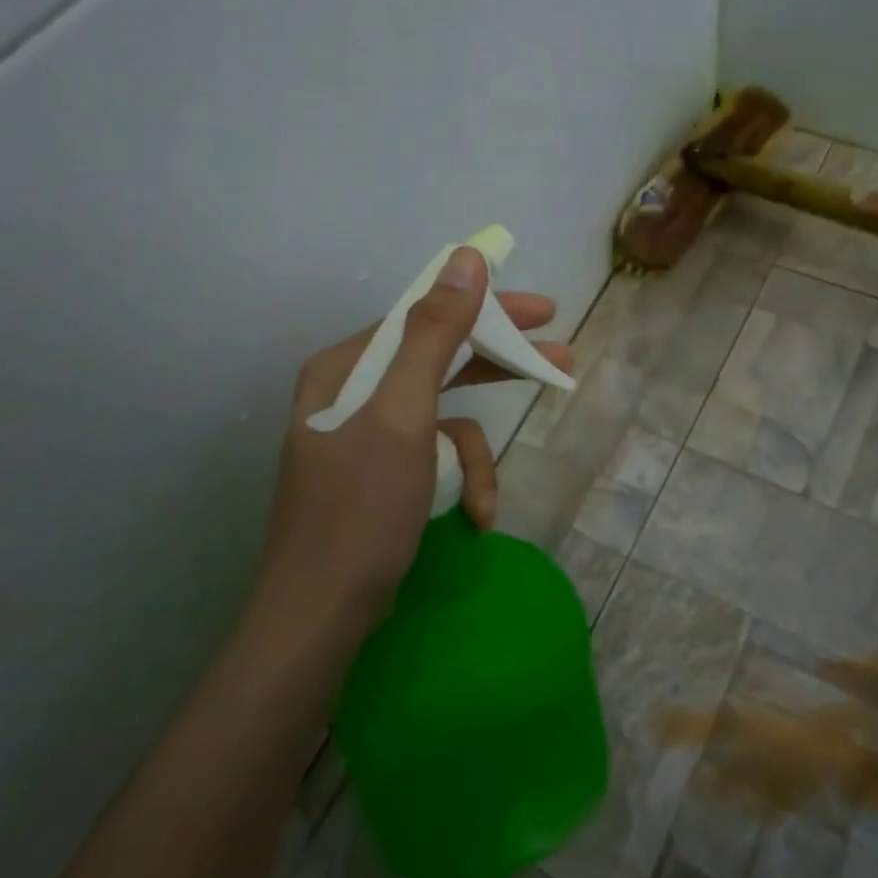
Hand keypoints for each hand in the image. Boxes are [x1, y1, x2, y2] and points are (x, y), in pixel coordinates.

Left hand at [256, 247, 571, 626]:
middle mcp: (353, 393)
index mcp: (347, 368)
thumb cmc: (360, 511)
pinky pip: (432, 458)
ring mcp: (366, 437)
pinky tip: (472, 519)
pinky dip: (456, 485)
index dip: (488, 308)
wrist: (318, 618)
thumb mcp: (404, 416)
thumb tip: (467, 259)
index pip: (426, 315)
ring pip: (443, 420)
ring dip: (473, 459)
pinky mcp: (380, 476)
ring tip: (488, 502)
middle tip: (559, 361)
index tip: (544, 310)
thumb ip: (435, 334)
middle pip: (440, 361)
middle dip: (497, 371)